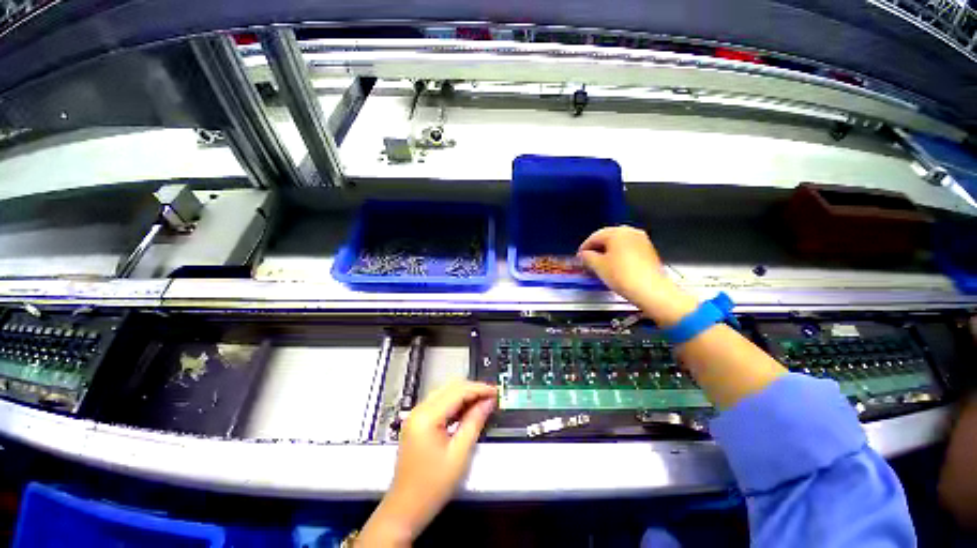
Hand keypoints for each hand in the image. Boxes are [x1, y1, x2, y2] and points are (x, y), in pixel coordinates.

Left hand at [359, 380, 496, 546]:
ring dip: (464, 395)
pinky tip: (467, 412)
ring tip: (483, 403)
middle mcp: (419, 410)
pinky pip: (439, 404)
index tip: (496, 392)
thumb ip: (474, 422)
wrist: (404, 510)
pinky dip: (455, 404)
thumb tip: (488, 402)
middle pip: (450, 388)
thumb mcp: (459, 454)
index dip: (479, 389)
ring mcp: (416, 415)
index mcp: (427, 416)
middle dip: (472, 390)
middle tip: (491, 397)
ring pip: (445, 393)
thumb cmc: (433, 486)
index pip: (457, 391)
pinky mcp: (417, 422)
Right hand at [578, 226, 697, 326]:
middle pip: (607, 237)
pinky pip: (628, 248)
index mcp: (617, 232)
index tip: (579, 256)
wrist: (650, 290)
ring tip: (600, 264)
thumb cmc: (622, 275)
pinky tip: (614, 266)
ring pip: (618, 243)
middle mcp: (630, 232)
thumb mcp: (598, 266)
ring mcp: (641, 240)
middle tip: (588, 260)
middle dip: (596, 248)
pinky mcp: (648, 250)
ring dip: (608, 251)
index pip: (594, 237)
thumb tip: (584, 255)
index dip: (584, 247)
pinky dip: (619, 255)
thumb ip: (587, 257)